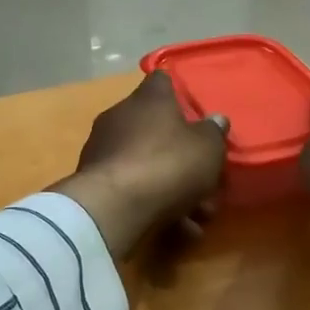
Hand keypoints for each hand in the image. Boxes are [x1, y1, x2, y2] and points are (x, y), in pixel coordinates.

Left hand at [49, 72, 229, 257]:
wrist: (114, 207)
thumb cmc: (168, 164)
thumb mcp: (207, 148)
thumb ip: (214, 132)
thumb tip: (216, 119)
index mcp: (149, 99)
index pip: (162, 80)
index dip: (179, 92)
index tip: (194, 110)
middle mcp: (121, 116)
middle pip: (156, 127)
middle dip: (181, 153)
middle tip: (205, 176)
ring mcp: (103, 148)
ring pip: (146, 162)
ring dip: (172, 185)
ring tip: (198, 215)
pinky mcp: (93, 180)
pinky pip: (132, 186)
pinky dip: (154, 203)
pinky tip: (178, 229)